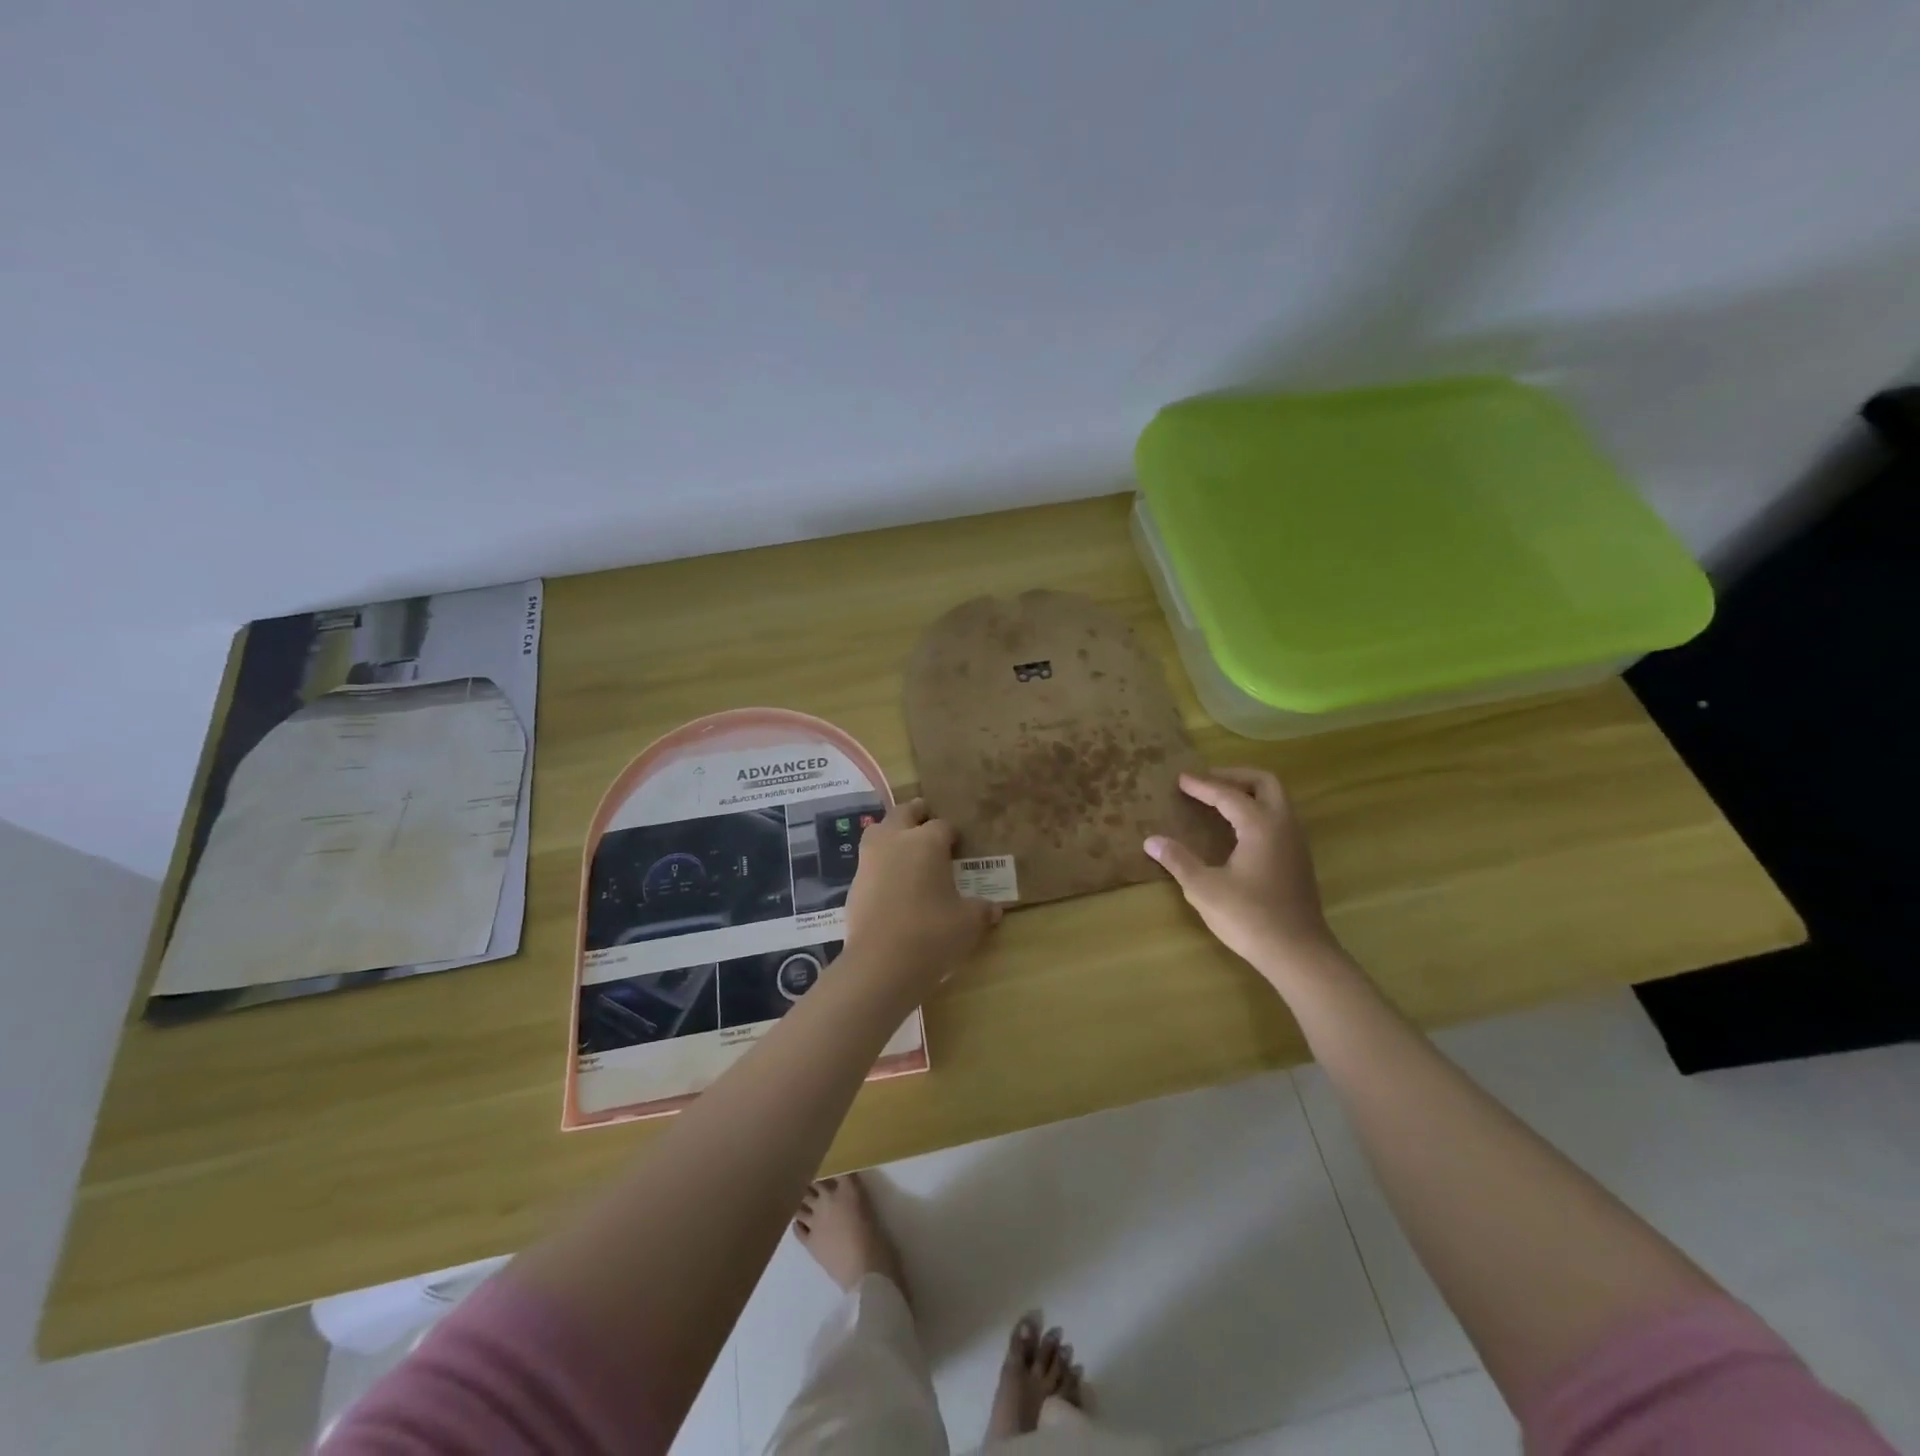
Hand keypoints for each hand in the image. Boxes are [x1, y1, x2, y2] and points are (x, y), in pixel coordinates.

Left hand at [845, 798, 1000, 985]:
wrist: (881, 964)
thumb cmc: (933, 933)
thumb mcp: (968, 923)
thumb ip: (981, 910)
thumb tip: (994, 910)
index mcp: (927, 842)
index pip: (943, 825)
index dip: (952, 834)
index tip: (958, 845)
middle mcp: (895, 840)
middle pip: (904, 813)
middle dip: (916, 814)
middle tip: (927, 821)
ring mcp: (870, 860)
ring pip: (878, 831)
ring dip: (891, 833)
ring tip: (904, 847)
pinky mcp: (854, 883)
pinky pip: (868, 862)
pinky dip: (879, 864)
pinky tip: (890, 882)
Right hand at [1145, 769, 1343, 980]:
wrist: (1298, 953)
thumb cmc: (1249, 917)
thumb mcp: (1204, 889)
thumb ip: (1178, 860)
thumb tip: (1151, 840)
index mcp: (1261, 825)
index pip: (1228, 794)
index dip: (1202, 785)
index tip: (1180, 779)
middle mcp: (1283, 825)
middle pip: (1264, 783)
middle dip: (1234, 776)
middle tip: (1206, 781)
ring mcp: (1295, 842)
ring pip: (1276, 800)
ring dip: (1248, 792)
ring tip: (1219, 800)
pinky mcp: (1298, 860)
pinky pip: (1278, 818)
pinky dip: (1257, 810)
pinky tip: (1237, 830)